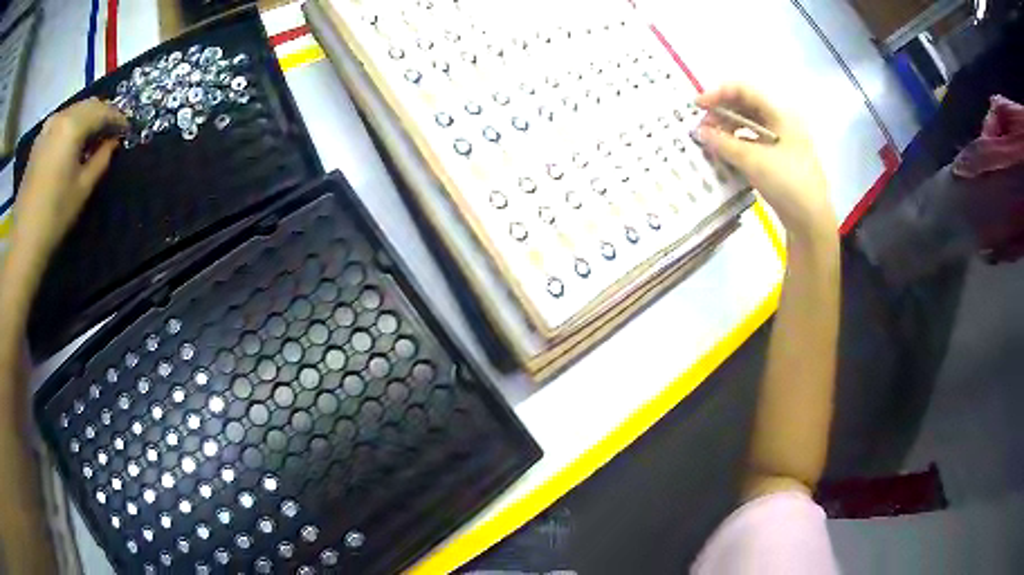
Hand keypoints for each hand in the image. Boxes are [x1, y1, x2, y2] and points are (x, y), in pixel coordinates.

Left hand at [13, 98, 127, 260]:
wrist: (24, 240)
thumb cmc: (54, 216)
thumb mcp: (83, 188)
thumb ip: (101, 159)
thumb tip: (112, 142)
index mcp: (73, 125)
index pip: (103, 111)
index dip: (118, 119)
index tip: (127, 130)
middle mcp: (61, 117)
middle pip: (88, 105)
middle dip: (102, 115)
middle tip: (112, 131)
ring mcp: (47, 126)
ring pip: (74, 111)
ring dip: (86, 119)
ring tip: (92, 137)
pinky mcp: (39, 140)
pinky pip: (61, 122)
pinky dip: (71, 126)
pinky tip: (73, 143)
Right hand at [696, 84, 834, 239]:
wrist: (811, 221)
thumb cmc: (788, 182)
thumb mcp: (754, 161)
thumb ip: (724, 144)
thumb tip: (699, 131)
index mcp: (780, 114)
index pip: (744, 91)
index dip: (718, 93)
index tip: (697, 106)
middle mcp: (781, 122)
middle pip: (745, 107)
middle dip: (721, 113)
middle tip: (701, 127)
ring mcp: (781, 142)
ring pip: (748, 126)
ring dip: (727, 130)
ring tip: (710, 142)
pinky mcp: (778, 159)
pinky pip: (753, 143)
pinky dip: (737, 145)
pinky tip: (724, 155)